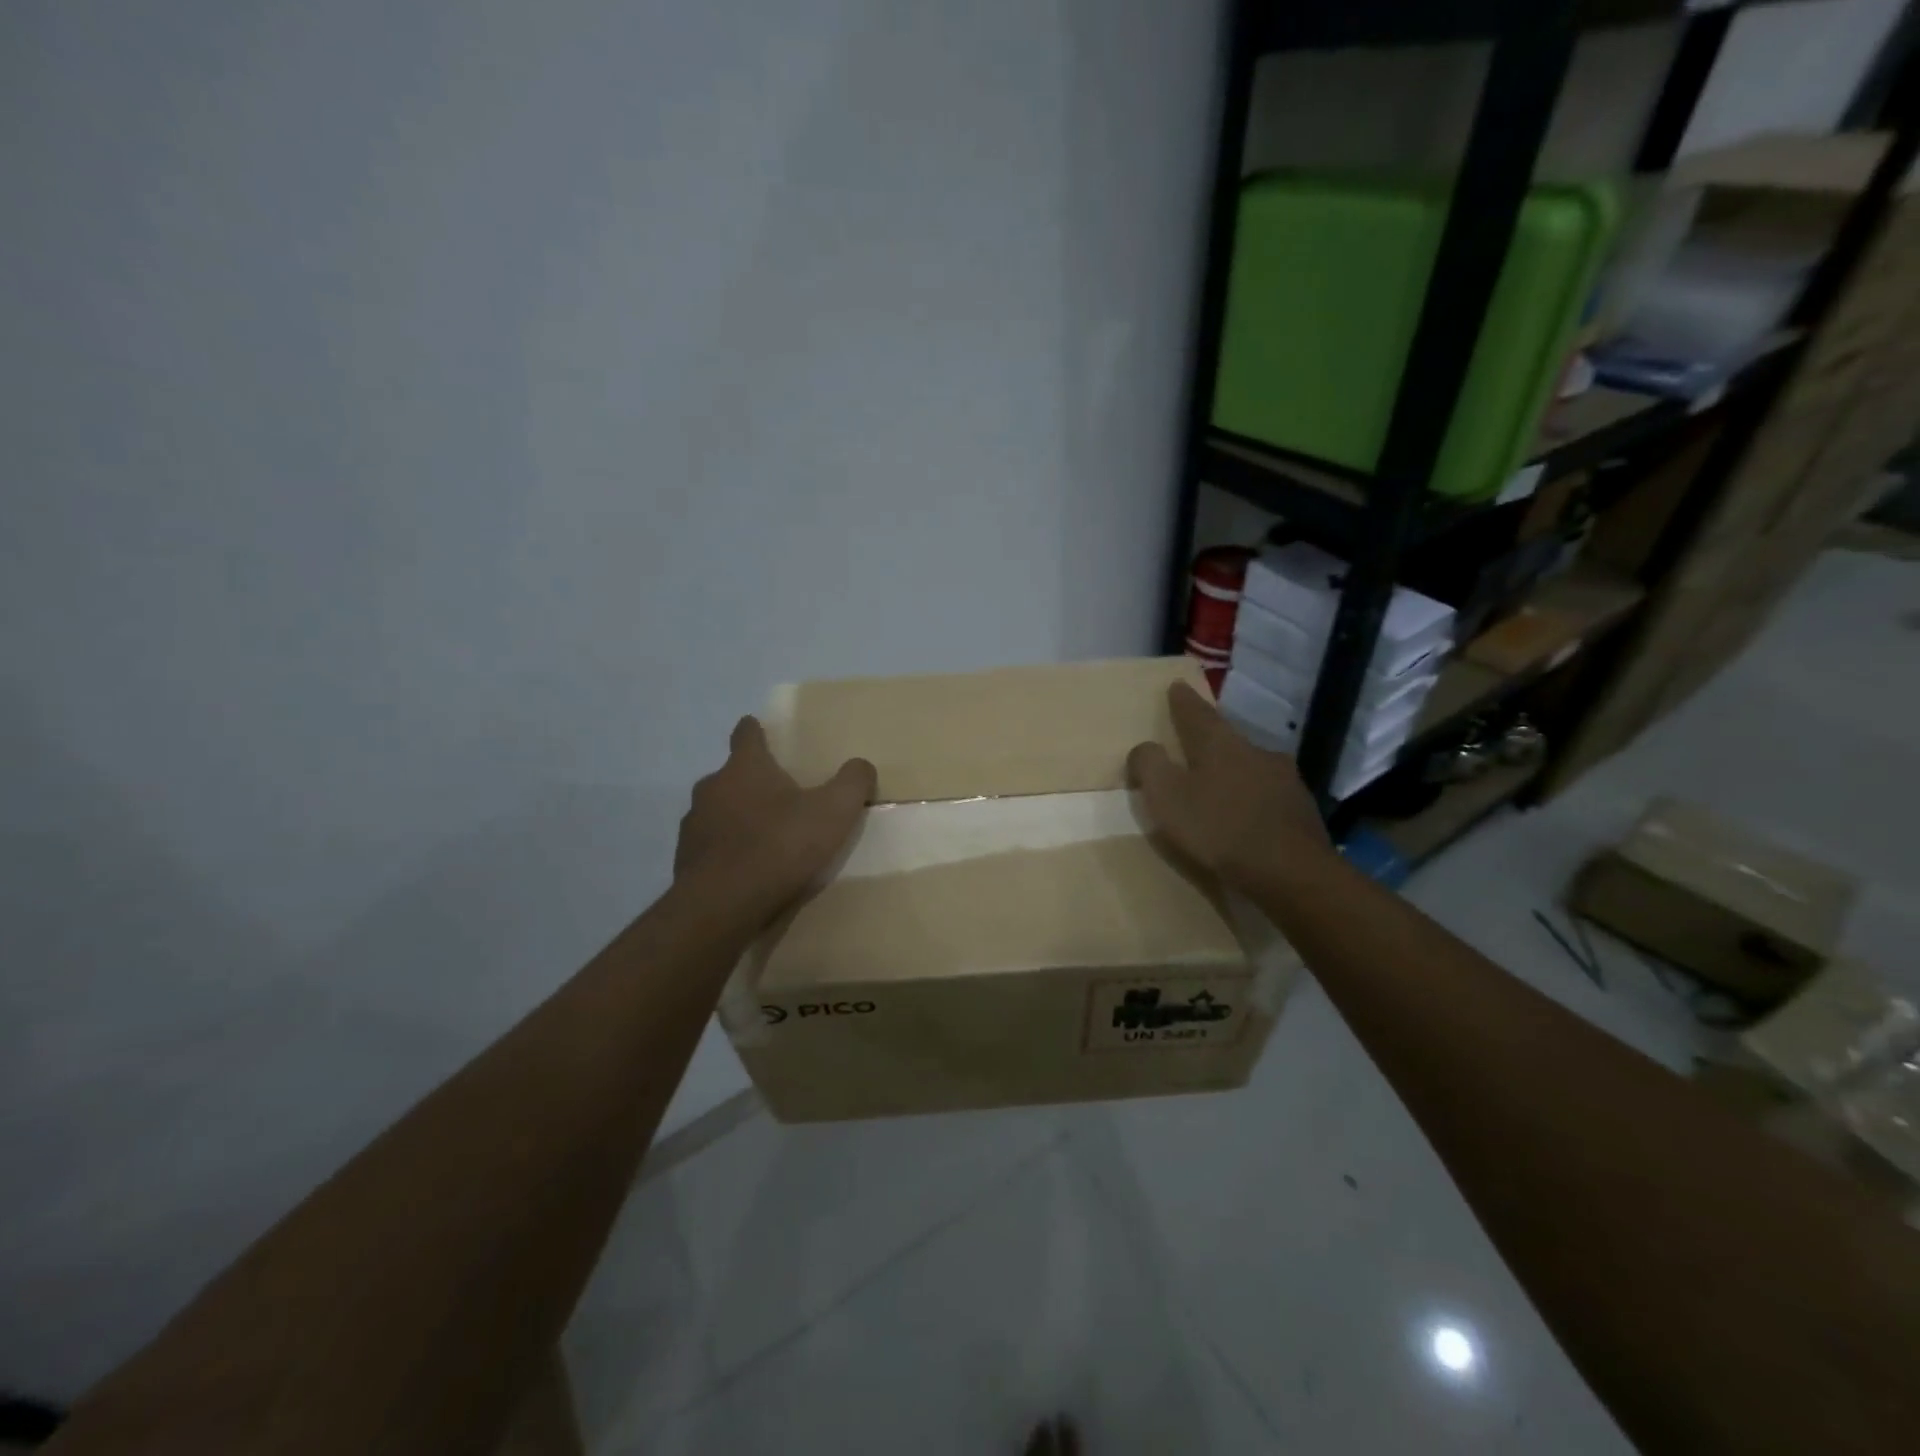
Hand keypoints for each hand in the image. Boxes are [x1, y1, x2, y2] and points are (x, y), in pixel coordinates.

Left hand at [674, 716, 876, 918]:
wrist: (722, 906)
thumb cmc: (779, 846)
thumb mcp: (834, 812)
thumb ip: (852, 782)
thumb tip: (861, 765)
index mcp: (745, 767)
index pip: (746, 734)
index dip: (755, 731)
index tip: (760, 731)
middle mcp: (712, 788)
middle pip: (731, 775)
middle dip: (751, 782)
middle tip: (779, 797)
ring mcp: (693, 825)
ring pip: (717, 811)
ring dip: (736, 819)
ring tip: (763, 839)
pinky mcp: (684, 861)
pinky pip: (709, 848)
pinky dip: (726, 852)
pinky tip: (745, 871)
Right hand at [1127, 681, 1332, 889]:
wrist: (1291, 872)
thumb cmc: (1218, 828)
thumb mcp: (1167, 797)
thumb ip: (1149, 766)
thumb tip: (1144, 747)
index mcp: (1220, 744)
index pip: (1197, 713)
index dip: (1183, 701)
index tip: (1176, 686)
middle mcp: (1256, 752)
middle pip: (1227, 739)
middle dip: (1210, 741)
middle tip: (1194, 745)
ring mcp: (1285, 780)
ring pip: (1251, 767)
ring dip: (1234, 772)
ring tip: (1219, 787)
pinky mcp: (1301, 809)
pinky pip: (1269, 796)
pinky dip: (1253, 800)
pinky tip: (1247, 817)